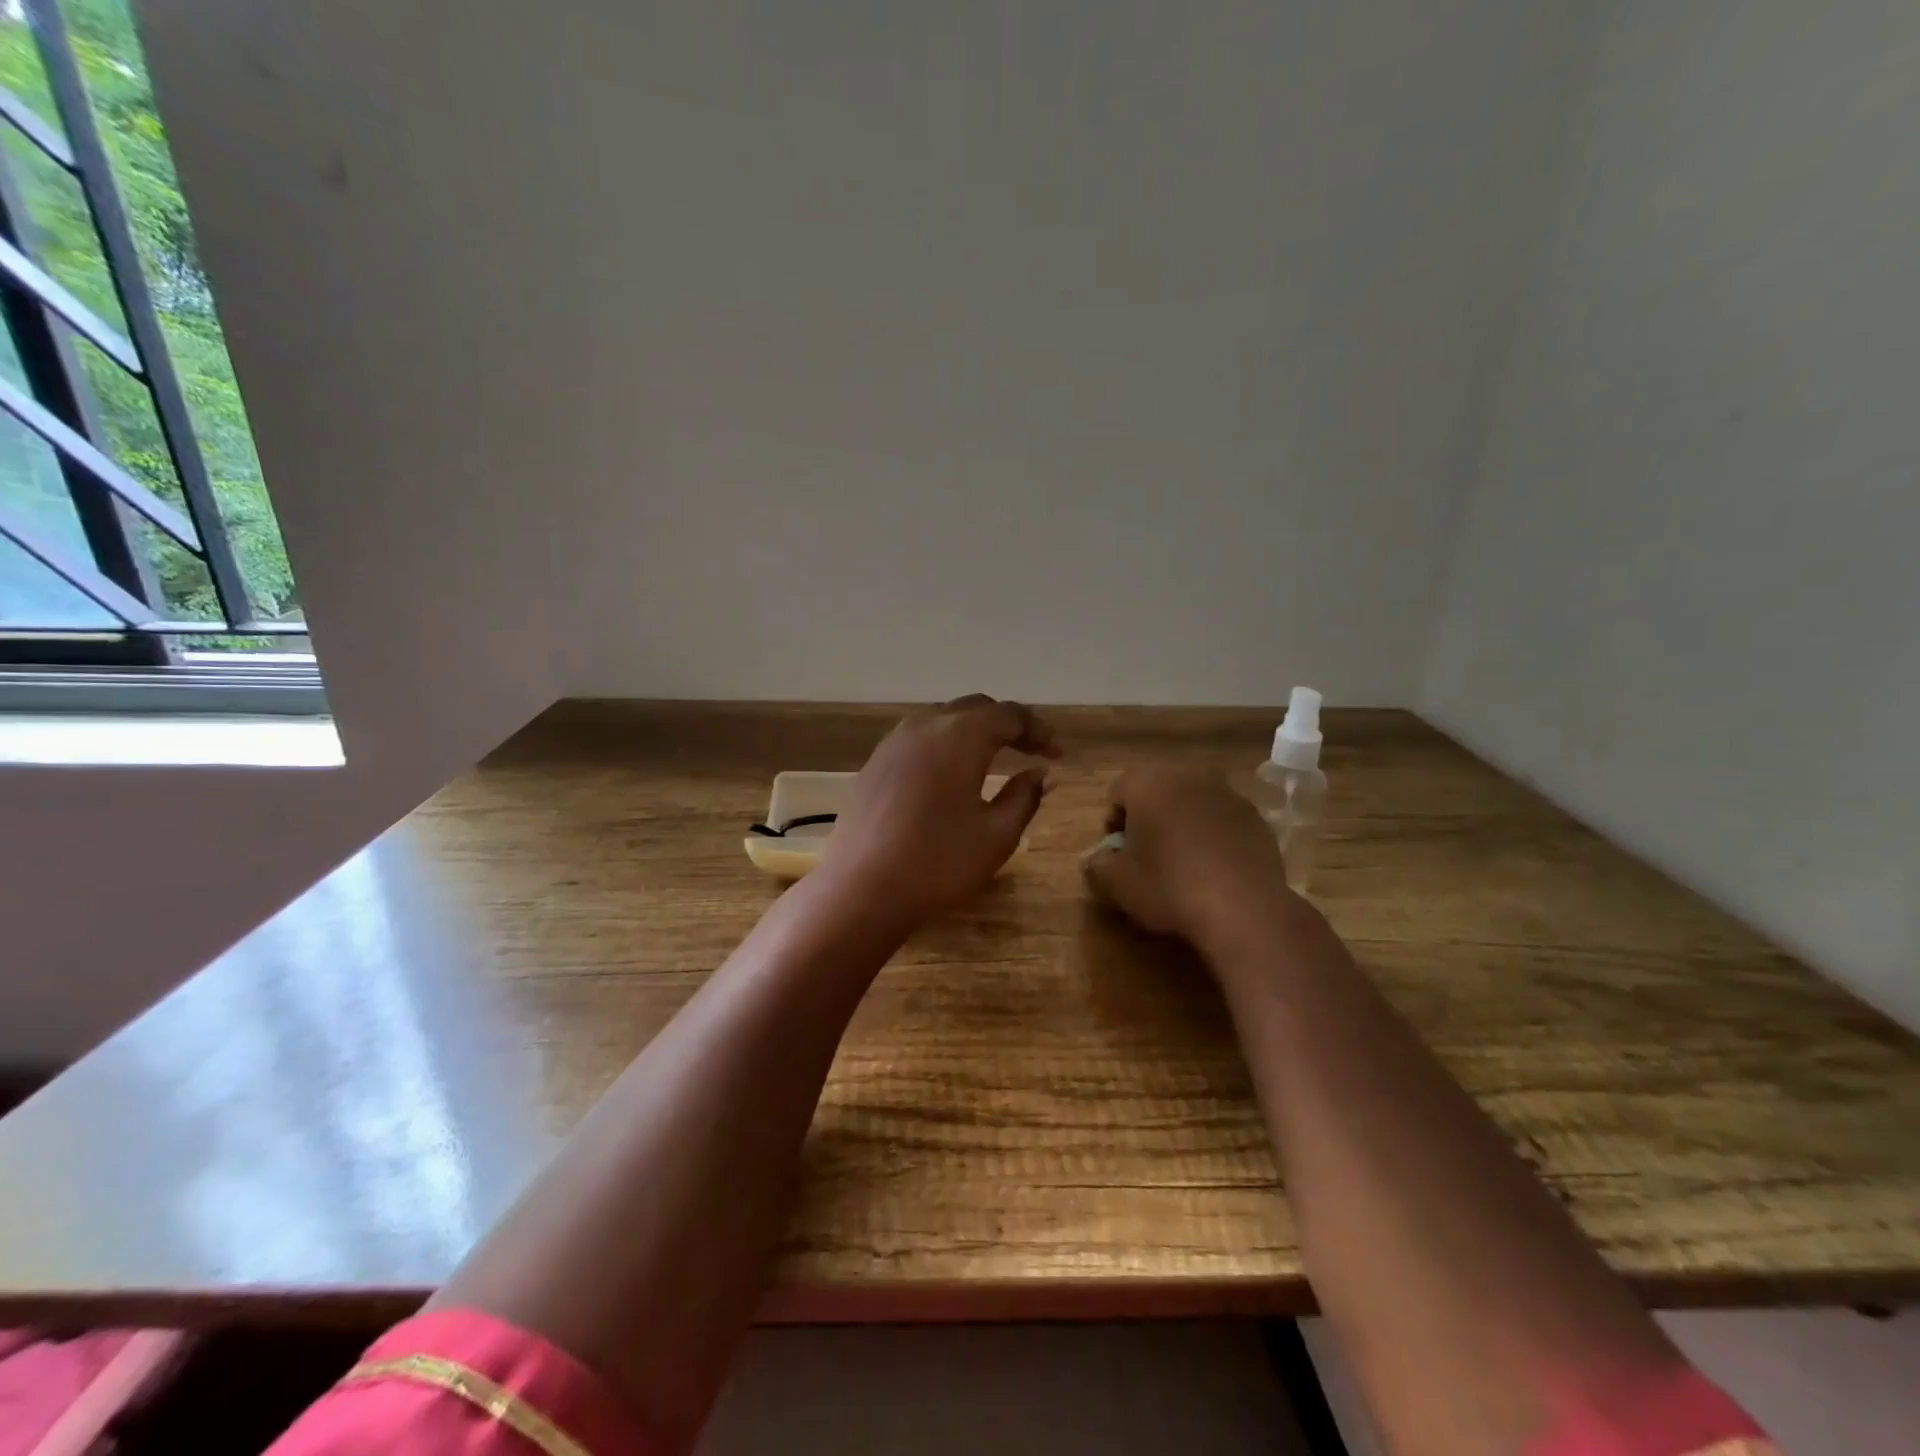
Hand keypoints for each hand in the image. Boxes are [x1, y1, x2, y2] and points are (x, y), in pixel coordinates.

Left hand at [820, 694, 1059, 925]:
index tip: (1056, 755)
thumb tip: (1041, 772)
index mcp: (960, 736)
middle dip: (1007, 725)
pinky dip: (943, 745)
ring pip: (942, 719)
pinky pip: (918, 738)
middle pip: (975, 708)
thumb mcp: (996, 835)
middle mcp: (925, 726)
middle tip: (1030, 752)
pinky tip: (949, 775)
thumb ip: (1024, 796)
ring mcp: (893, 743)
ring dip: (972, 731)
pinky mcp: (874, 763)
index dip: (1038, 730)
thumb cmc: (938, 863)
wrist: (861, 889)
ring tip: (992, 758)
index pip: (1009, 715)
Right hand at [1081, 767, 1295, 947]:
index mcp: (1148, 783)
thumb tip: (1097, 858)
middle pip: (1157, 791)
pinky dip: (1214, 836)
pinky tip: (1213, 868)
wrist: (1243, 909)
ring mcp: (1228, 794)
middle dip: (1149, 817)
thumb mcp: (1117, 882)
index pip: (1118, 792)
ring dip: (1183, 824)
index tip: (1118, 853)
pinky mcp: (1257, 818)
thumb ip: (1098, 863)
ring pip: (1192, 803)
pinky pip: (1222, 820)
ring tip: (1182, 862)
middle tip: (1147, 854)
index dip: (1112, 822)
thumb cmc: (1168, 887)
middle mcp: (1188, 777)